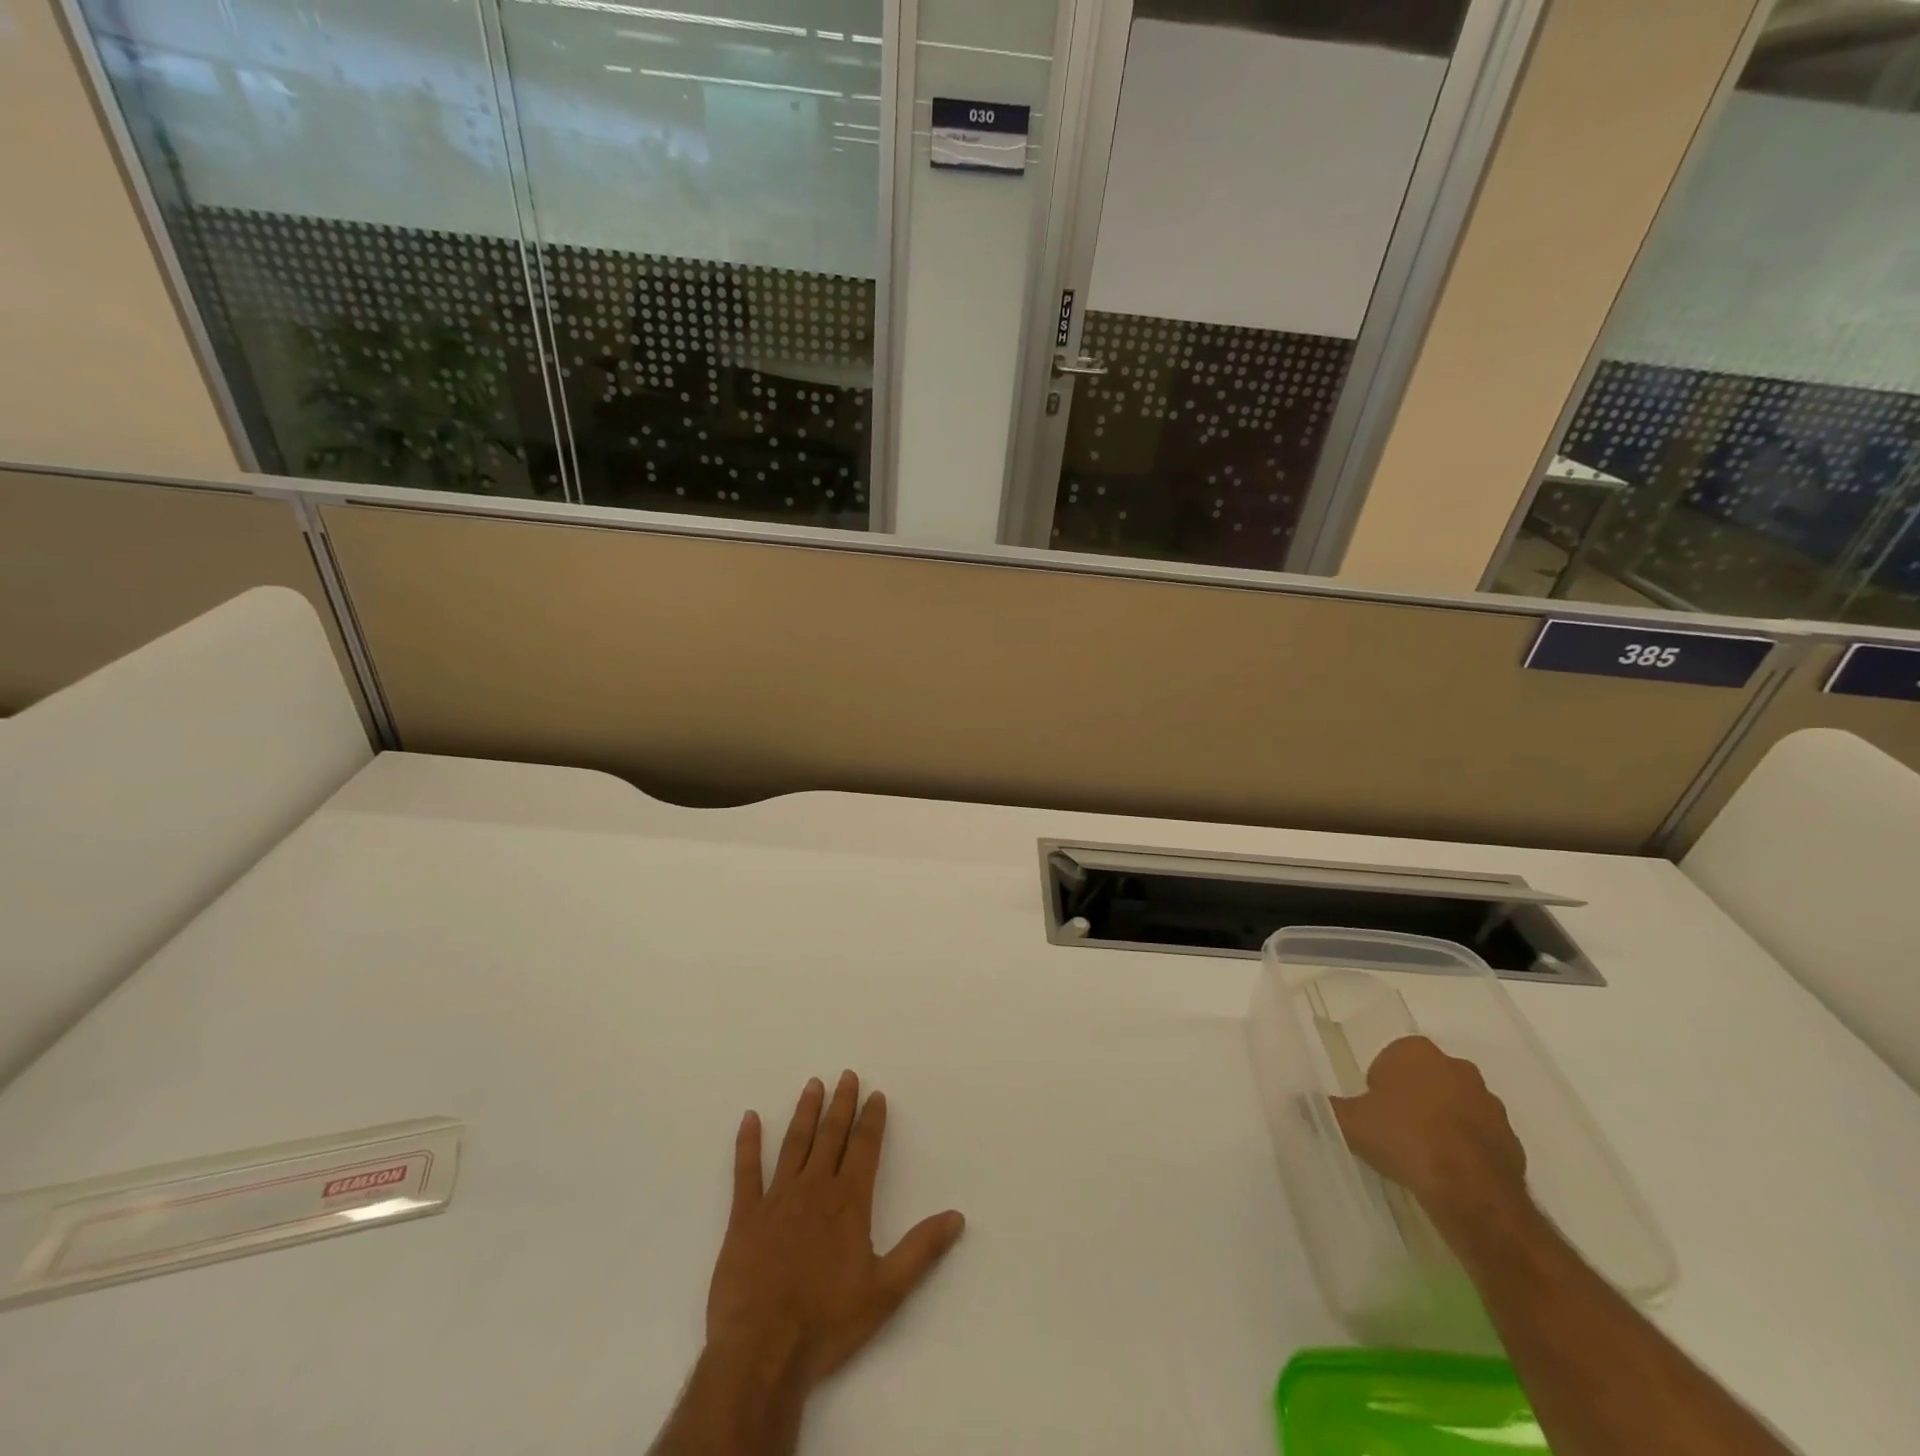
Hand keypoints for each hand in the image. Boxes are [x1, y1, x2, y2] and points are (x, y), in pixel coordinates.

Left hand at [706, 1071, 966, 1392]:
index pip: (864, 1148)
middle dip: (841, 1104)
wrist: (763, 1351)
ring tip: (813, 1085)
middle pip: (831, 1136)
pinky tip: (749, 1118)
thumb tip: (957, 1217)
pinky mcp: (744, 1217)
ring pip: (794, 1144)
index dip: (871, 1120)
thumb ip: (921, 1250)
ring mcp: (777, 1199)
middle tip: (847, 1075)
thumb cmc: (828, 1323)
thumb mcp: (886, 1291)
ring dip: (805, 1113)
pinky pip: (745, 1171)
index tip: (875, 1094)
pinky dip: (747, 1143)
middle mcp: (814, 1189)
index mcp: (848, 1202)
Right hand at [1331, 1036, 1530, 1229]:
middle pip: (1425, 1078)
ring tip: (1424, 1156)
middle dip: (1413, 1099)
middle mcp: (1456, 1066)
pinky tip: (1450, 1171)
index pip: (1391, 1059)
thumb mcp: (1350, 1123)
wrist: (1469, 1190)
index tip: (1375, 1112)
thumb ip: (1324, 1108)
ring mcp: (1489, 1101)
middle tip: (1395, 1131)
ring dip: (1442, 1122)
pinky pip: (1480, 1135)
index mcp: (1415, 1052)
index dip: (1380, 1086)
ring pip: (1455, 1105)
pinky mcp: (1512, 1137)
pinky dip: (1467, 1147)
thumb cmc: (1403, 1139)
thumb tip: (1297, 1100)